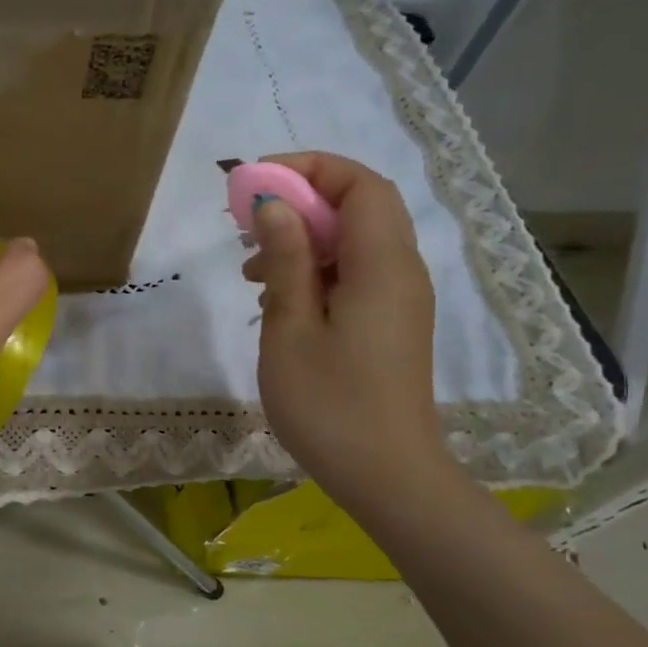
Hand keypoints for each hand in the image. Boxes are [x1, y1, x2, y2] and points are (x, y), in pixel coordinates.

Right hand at [244, 152, 451, 515]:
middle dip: (300, 203)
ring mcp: (399, 301)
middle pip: (359, 207)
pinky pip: (356, 275)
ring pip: (355, 242)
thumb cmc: (329, 403)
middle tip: (246, 226)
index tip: (255, 184)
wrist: (386, 477)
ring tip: (252, 273)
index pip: (360, 184)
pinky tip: (277, 304)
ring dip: (304, 240)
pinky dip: (316, 271)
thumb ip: (285, 259)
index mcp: (382, 265)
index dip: (309, 169)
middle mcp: (401, 272)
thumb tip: (274, 204)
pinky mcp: (390, 325)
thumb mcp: (291, 327)